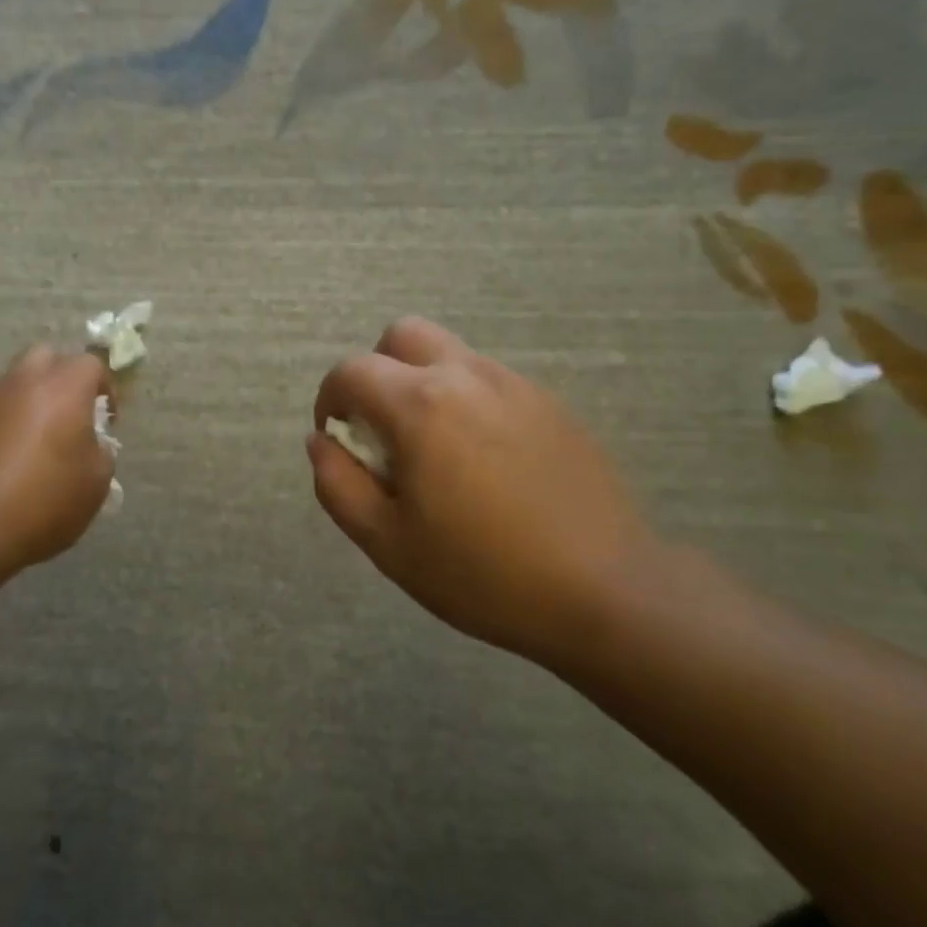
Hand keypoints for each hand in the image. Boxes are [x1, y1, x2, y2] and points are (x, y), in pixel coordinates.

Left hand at [0, 346, 113, 575]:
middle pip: (46, 356)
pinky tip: (8, 465)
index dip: (105, 388)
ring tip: (39, 445)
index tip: (107, 421)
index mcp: (63, 388)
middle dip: (62, 377)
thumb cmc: (43, 501)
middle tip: (71, 414)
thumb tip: (91, 446)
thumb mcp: (96, 483)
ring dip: (31, 402)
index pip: (91, 364)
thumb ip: (101, 454)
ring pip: (15, 384)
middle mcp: (23, 384)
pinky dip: (5, 426)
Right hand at [309, 318, 657, 667]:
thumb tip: (322, 441)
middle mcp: (466, 376)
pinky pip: (490, 381)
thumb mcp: (387, 543)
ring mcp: (515, 384)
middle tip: (384, 428)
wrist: (605, 590)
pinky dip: (467, 400)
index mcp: (420, 405)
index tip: (339, 437)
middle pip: (402, 335)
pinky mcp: (551, 402)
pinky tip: (486, 461)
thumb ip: (338, 485)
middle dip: (377, 370)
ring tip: (437, 450)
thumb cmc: (483, 574)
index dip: (330, 398)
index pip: (351, 370)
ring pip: (450, 354)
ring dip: (423, 383)